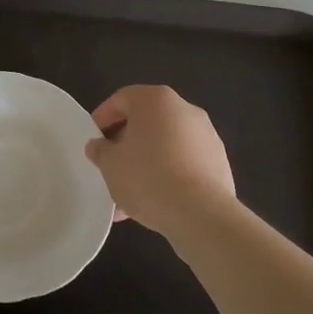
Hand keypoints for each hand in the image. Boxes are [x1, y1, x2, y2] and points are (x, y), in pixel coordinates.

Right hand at [84, 86, 236, 239]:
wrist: (201, 214)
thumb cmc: (148, 177)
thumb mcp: (110, 165)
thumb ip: (100, 151)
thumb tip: (99, 146)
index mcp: (156, 100)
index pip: (122, 99)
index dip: (103, 118)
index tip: (94, 141)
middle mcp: (184, 109)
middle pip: (146, 122)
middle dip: (126, 145)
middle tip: (110, 167)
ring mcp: (206, 136)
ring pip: (165, 146)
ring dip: (145, 164)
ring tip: (128, 196)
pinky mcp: (218, 162)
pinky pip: (184, 164)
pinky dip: (168, 176)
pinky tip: (153, 204)